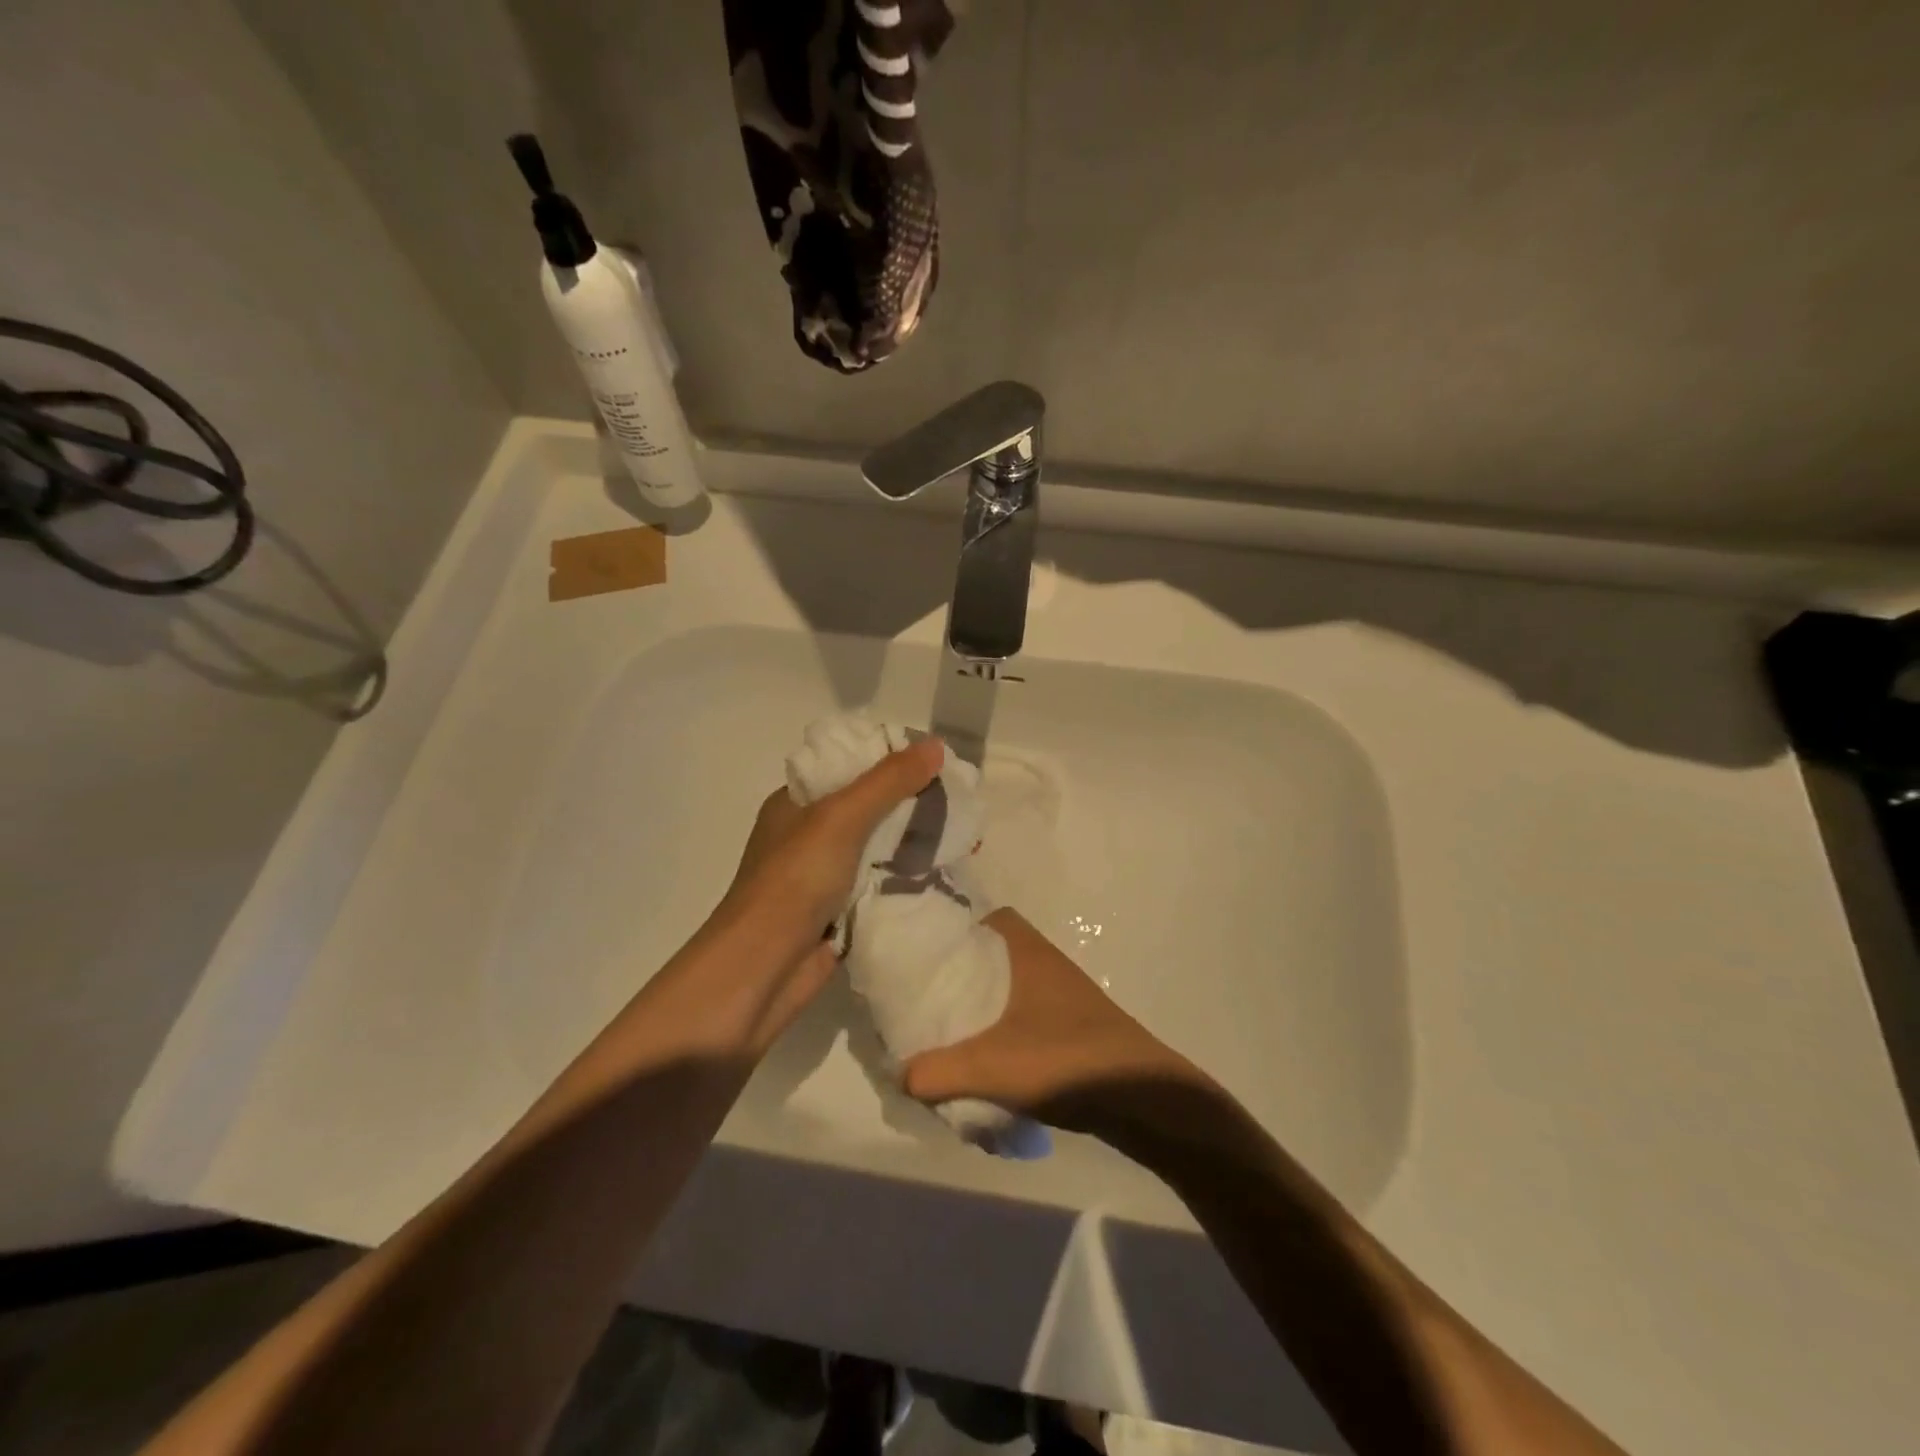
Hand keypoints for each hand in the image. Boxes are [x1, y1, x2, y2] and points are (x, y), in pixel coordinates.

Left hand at [717, 735, 946, 969]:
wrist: (763, 969)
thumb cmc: (794, 880)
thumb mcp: (840, 817)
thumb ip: (888, 782)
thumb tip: (936, 745)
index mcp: (797, 802)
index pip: (849, 766)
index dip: (892, 760)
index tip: (937, 761)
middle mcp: (809, 835)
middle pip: (870, 808)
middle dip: (913, 804)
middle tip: (961, 799)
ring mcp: (825, 877)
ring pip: (880, 850)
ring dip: (916, 843)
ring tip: (966, 835)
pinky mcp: (841, 913)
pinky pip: (882, 886)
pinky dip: (908, 880)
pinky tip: (946, 872)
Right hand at [902, 909, 1205, 1132]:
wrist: (1141, 1098)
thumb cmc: (1066, 1060)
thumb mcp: (993, 1067)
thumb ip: (940, 1071)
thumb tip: (899, 1075)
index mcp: (1026, 952)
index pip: (986, 918)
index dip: (954, 928)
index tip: (922, 951)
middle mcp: (1043, 963)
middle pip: (991, 954)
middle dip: (959, 972)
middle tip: (924, 994)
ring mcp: (1060, 994)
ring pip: (1006, 985)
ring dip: (980, 1003)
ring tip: (944, 1027)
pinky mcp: (1069, 1024)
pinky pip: (1021, 1013)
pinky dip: (999, 1026)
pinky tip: (983, 1056)